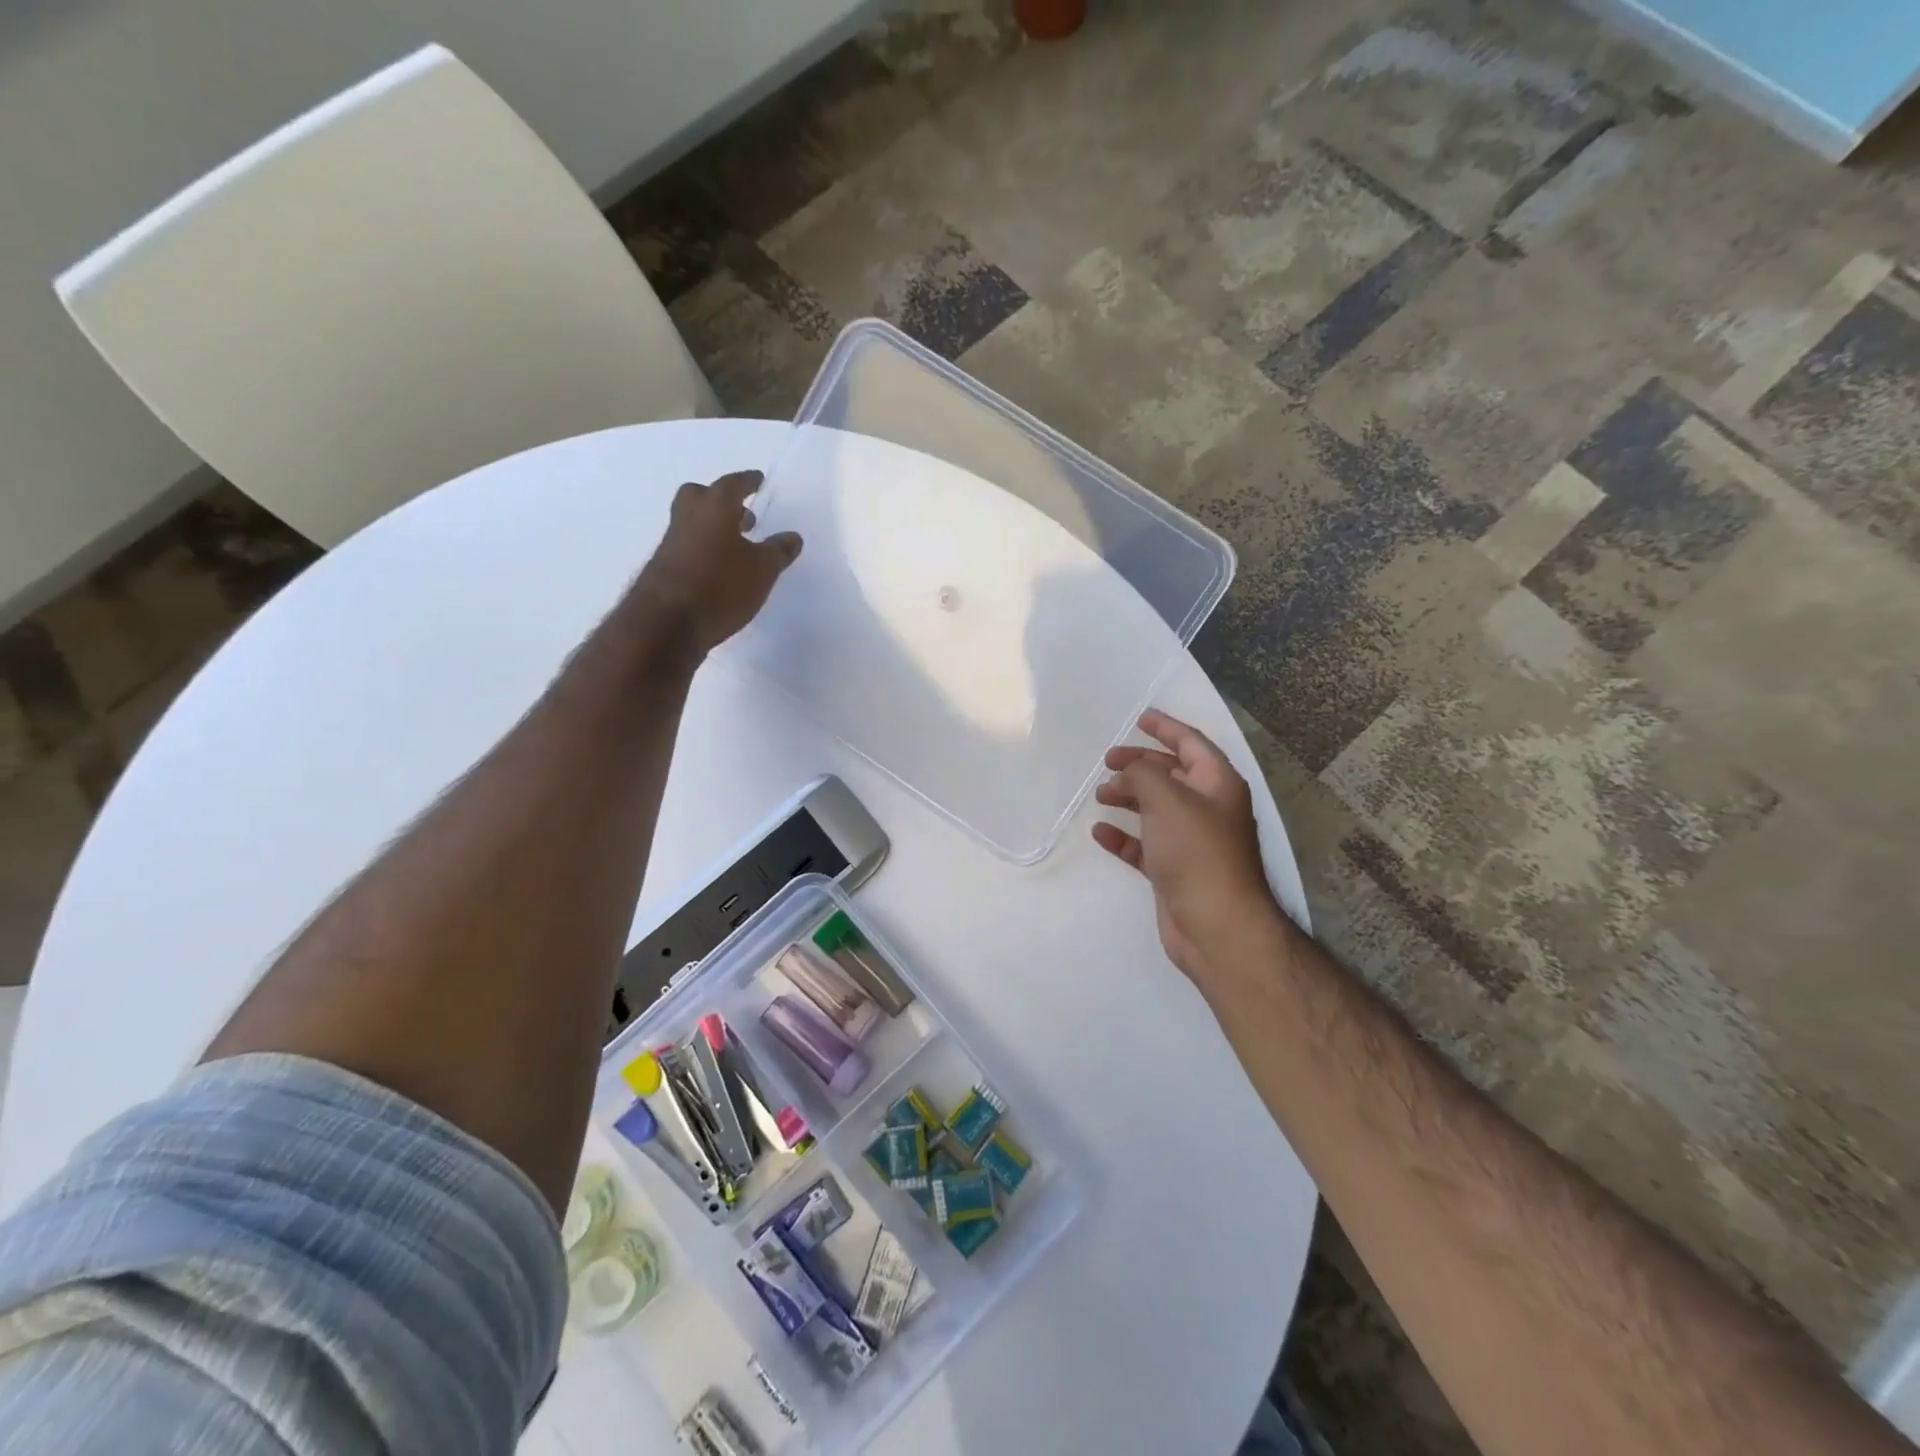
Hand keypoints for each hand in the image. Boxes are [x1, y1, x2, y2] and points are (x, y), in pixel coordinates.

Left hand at [629, 470, 801, 652]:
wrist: (667, 623)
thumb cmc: (721, 586)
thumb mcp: (762, 570)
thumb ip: (778, 551)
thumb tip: (792, 537)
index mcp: (714, 508)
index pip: (732, 484)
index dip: (747, 482)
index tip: (758, 481)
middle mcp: (688, 518)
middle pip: (700, 496)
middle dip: (719, 500)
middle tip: (741, 514)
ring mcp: (671, 543)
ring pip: (691, 523)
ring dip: (712, 528)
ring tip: (736, 547)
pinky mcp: (664, 569)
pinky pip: (686, 548)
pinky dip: (703, 551)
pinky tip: (719, 571)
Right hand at [1092, 710, 1283, 982]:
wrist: (1215, 924)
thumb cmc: (1196, 851)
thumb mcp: (1166, 798)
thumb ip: (1142, 774)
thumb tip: (1128, 772)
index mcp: (1218, 784)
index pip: (1191, 744)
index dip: (1166, 728)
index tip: (1140, 718)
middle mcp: (1209, 809)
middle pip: (1171, 775)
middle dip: (1140, 764)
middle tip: (1108, 761)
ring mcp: (1192, 842)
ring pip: (1156, 809)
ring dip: (1129, 797)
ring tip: (1101, 794)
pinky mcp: (1175, 871)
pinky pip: (1145, 844)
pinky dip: (1124, 836)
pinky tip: (1101, 832)